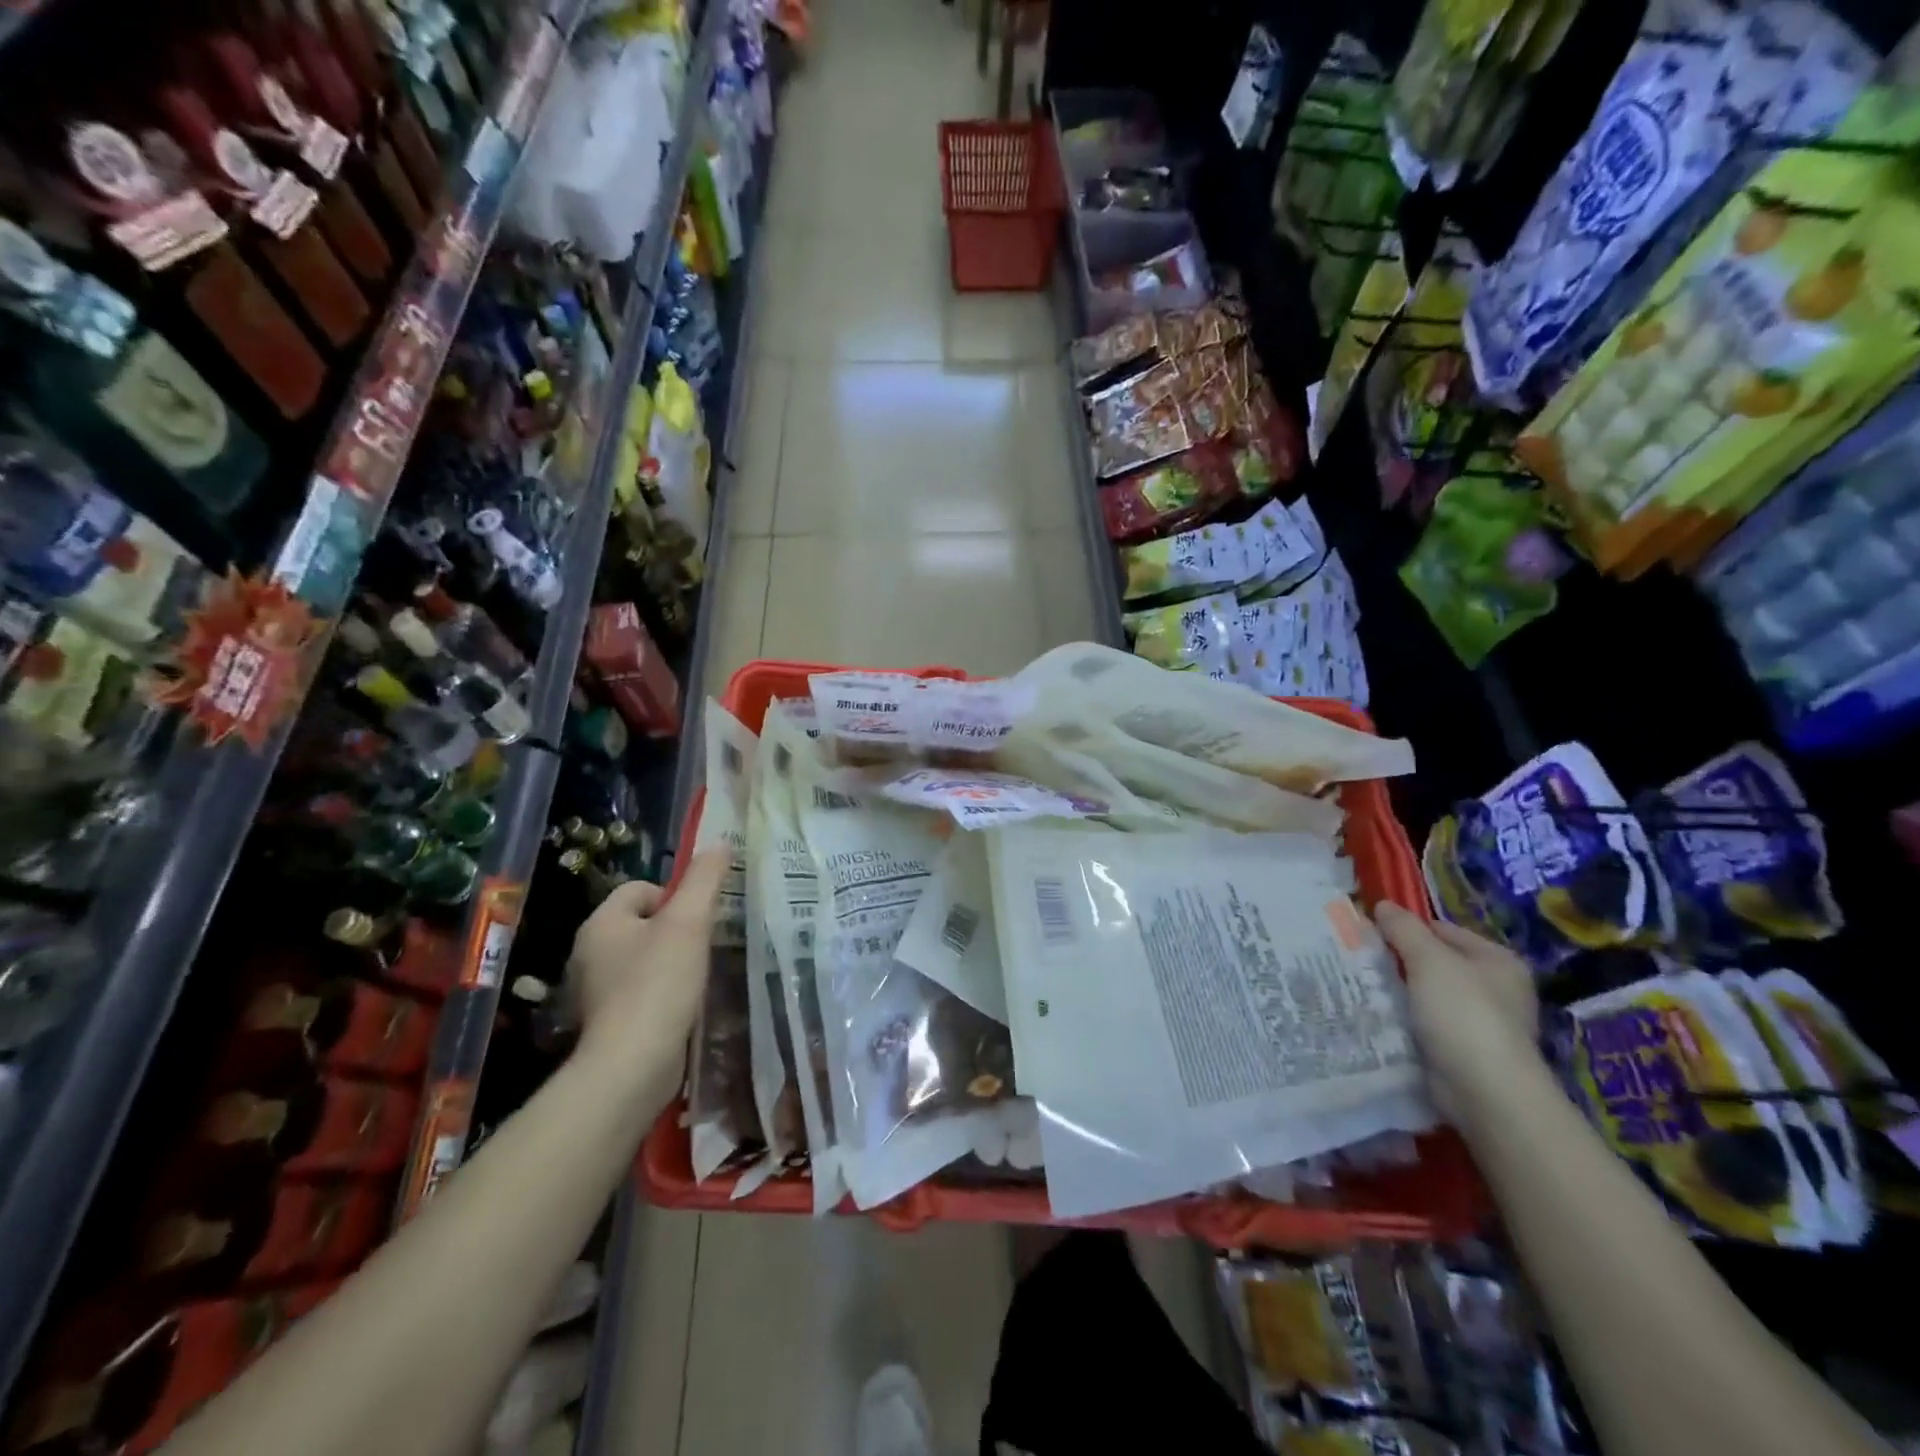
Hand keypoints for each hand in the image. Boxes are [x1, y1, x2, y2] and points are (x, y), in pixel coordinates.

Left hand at [567, 851, 727, 1076]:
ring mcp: (594, 990)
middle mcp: (589, 952)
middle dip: (675, 932)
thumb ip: (705, 879)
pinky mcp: (607, 1021)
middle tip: (702, 947)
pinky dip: (661, 994)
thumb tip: (721, 843)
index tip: (697, 922)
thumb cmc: (659, 983)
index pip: (641, 888)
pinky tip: (681, 1006)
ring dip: (670, 963)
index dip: (675, 897)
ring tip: (695, 977)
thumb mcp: (689, 922)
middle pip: (643, 922)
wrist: (632, 1064)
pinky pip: (640, 991)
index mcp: (601, 922)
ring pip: (642, 958)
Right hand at [1374, 902, 1540, 1125]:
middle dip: (1399, 961)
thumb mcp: (1429, 960)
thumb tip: (1383, 905)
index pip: (1442, 929)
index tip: (1369, 934)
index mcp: (1497, 960)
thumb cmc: (1463, 1014)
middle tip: (1361, 960)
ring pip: (1426, 994)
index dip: (1405, 928)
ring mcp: (1481, 1021)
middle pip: (1434, 962)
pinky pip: (1425, 1023)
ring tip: (1363, 986)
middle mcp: (1496, 988)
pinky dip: (1404, 1020)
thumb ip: (1404, 929)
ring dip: (1398, 992)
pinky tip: (1379, 1017)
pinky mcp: (1464, 1050)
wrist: (1485, 1091)